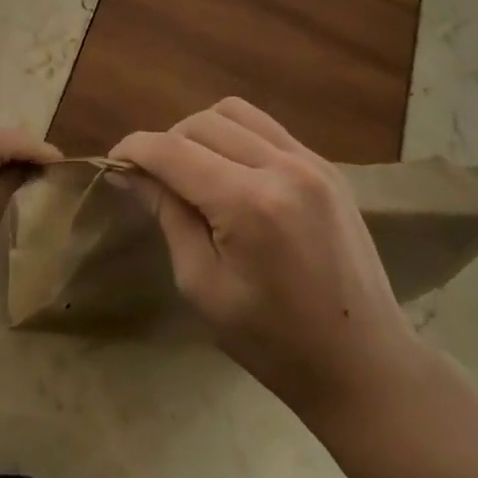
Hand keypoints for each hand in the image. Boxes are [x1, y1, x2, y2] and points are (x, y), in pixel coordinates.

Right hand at [111, 98, 425, 422]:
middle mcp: (282, 167)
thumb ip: (168, 216)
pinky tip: (233, 174)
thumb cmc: (274, 342)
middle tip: (153, 179)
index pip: (172, 151)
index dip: (134, 149)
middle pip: (201, 122)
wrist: (365, 364)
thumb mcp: (203, 285)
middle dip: (167, 143)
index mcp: (248, 204)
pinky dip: (237, 139)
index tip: (112, 162)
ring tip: (193, 171)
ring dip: (201, 132)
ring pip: (235, 113)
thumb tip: (130, 173)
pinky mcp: (328, 167)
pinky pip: (267, 129)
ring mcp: (312, 162)